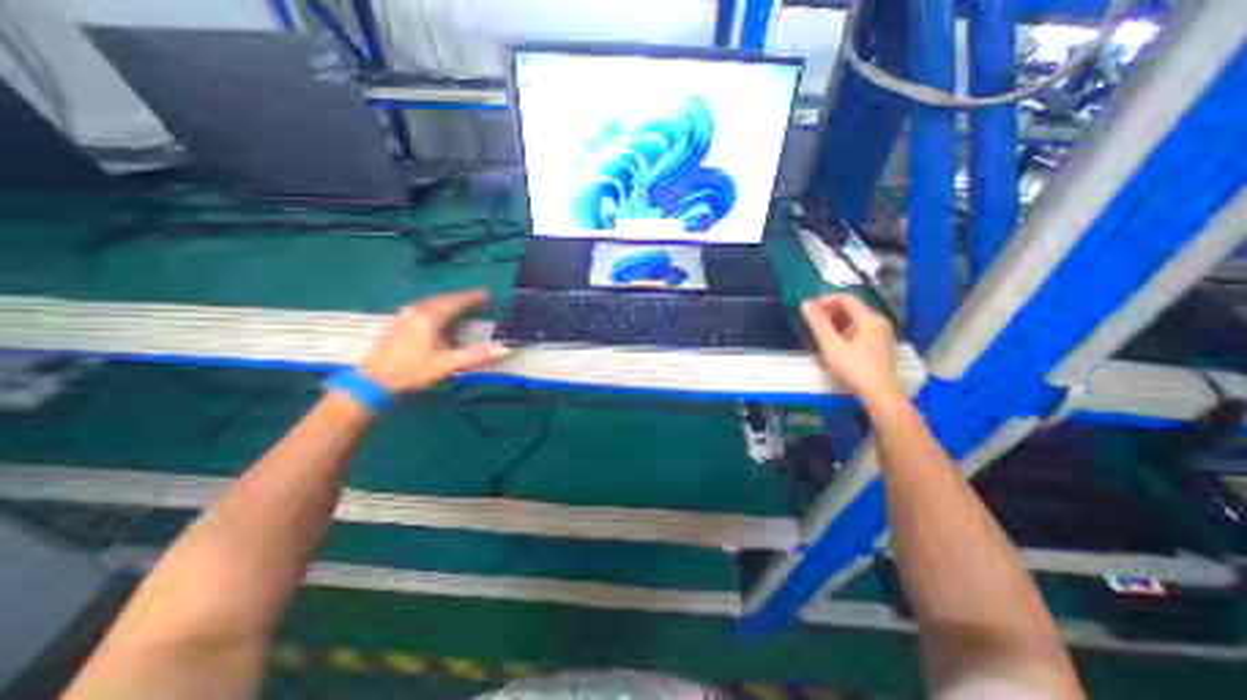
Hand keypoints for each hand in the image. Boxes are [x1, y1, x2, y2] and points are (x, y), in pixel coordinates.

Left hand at [355, 289, 505, 395]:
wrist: (373, 381)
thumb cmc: (412, 371)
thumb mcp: (447, 364)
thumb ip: (476, 355)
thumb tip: (504, 348)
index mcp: (429, 317)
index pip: (456, 301)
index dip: (474, 297)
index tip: (489, 294)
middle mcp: (417, 309)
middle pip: (445, 298)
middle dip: (464, 298)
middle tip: (482, 300)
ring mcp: (406, 314)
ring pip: (435, 301)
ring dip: (452, 302)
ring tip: (467, 306)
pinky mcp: (400, 321)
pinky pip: (426, 307)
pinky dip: (441, 307)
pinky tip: (444, 316)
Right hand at [804, 293, 901, 407]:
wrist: (880, 393)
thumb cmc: (854, 368)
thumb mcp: (831, 346)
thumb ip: (818, 323)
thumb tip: (805, 304)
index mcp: (868, 319)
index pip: (845, 298)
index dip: (825, 300)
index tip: (810, 310)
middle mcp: (878, 321)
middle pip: (851, 307)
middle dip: (830, 311)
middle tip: (813, 322)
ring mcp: (882, 332)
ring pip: (856, 318)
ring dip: (837, 321)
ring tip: (822, 334)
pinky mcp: (881, 342)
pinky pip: (861, 328)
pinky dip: (846, 330)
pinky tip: (836, 343)